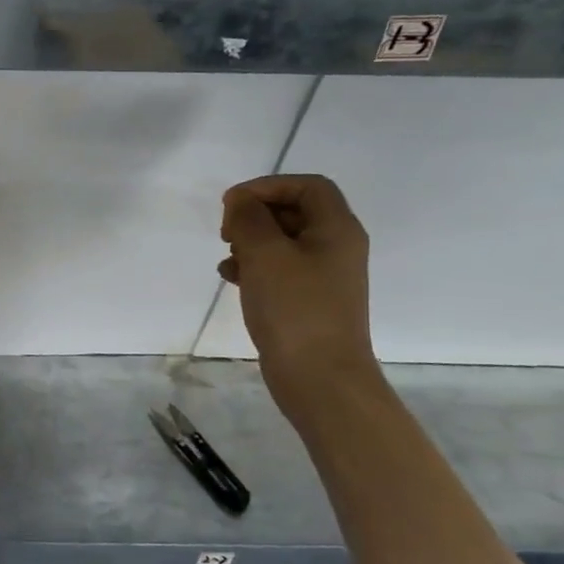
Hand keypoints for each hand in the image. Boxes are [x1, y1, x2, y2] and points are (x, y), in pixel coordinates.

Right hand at [219, 174, 376, 385]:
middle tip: (227, 231)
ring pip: (282, 239)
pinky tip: (230, 277)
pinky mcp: (305, 299)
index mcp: (337, 230)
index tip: (234, 205)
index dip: (268, 186)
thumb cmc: (295, 308)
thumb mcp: (266, 254)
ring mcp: (321, 275)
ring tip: (228, 256)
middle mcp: (335, 247)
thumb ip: (249, 218)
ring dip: (250, 240)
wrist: (319, 377)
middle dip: (255, 213)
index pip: (307, 186)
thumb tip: (241, 202)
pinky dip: (252, 265)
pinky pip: (277, 267)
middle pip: (293, 210)